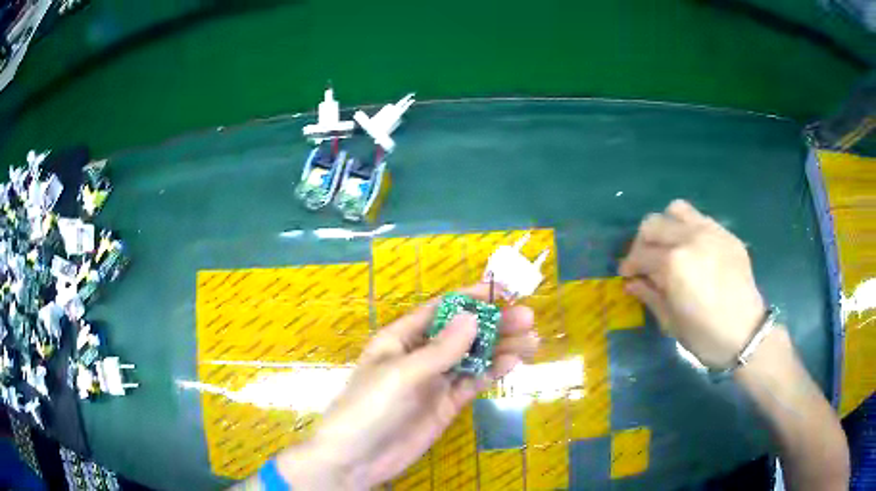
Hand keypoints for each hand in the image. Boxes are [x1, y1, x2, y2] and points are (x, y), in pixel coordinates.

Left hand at [276, 283, 537, 489]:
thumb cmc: (370, 407)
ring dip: (499, 348)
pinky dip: (491, 372)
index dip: (471, 298)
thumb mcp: (401, 374)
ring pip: (472, 358)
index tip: (503, 292)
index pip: (440, 310)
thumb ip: (439, 349)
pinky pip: (471, 383)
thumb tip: (473, 317)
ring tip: (532, 340)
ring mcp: (434, 382)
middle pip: (462, 333)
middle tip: (528, 318)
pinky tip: (512, 363)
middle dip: (494, 324)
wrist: (357, 459)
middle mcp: (419, 356)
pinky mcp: (445, 405)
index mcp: (400, 338)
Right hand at [619, 200, 765, 367]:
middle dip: (642, 242)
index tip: (627, 275)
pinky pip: (700, 218)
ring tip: (668, 246)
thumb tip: (631, 283)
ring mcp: (710, 232)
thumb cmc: (704, 335)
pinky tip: (693, 249)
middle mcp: (690, 238)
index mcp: (673, 263)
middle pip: (654, 224)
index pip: (641, 254)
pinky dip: (689, 228)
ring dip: (666, 226)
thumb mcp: (671, 322)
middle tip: (645, 261)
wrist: (746, 334)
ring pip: (676, 210)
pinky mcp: (726, 234)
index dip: (629, 264)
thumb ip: (649, 295)